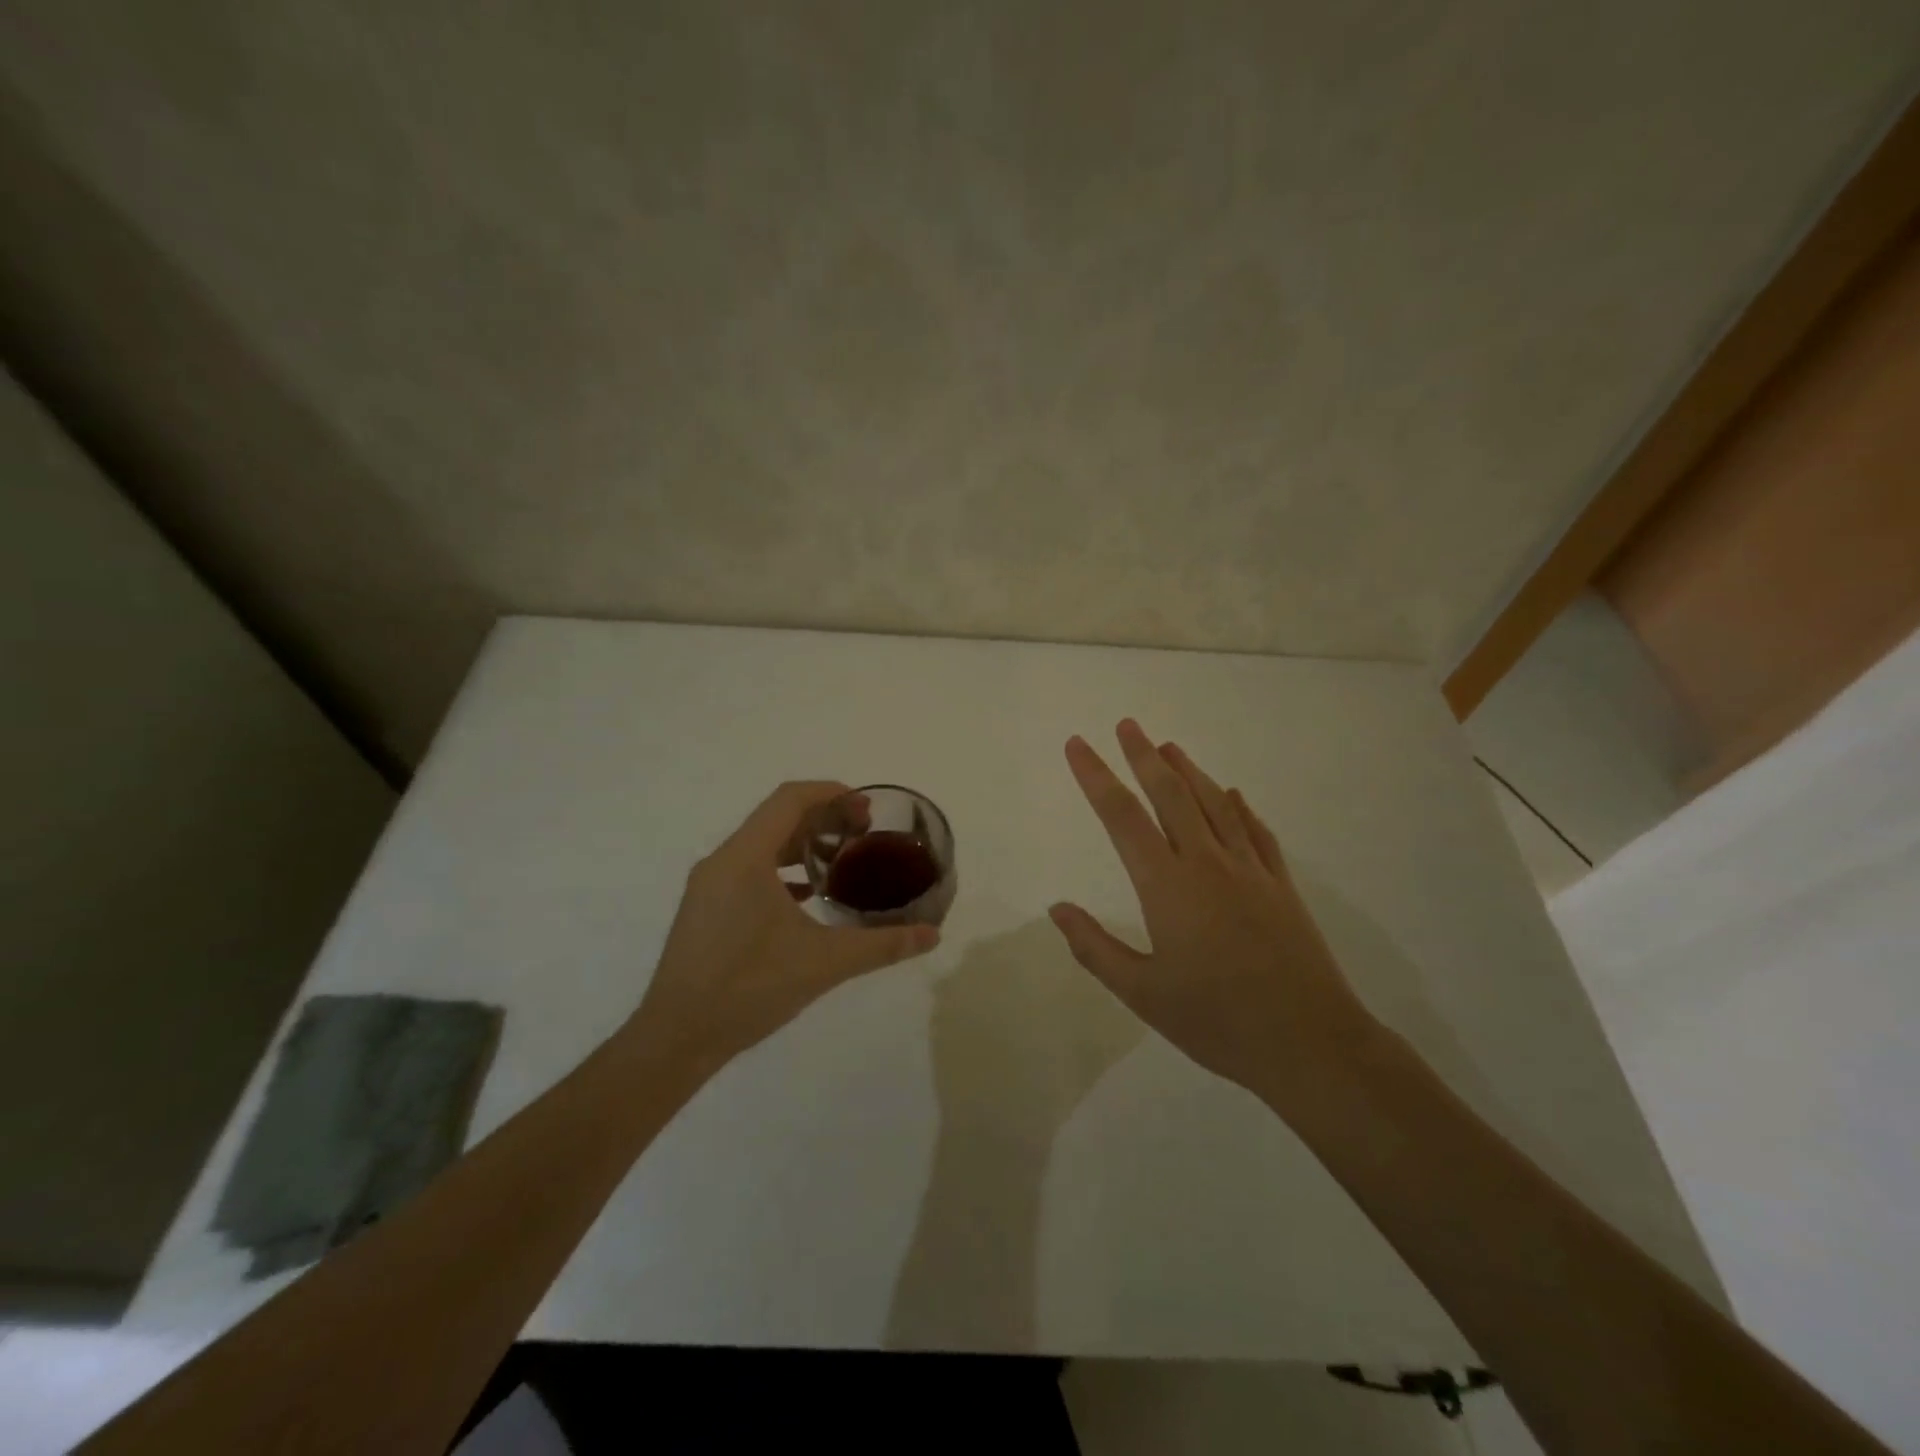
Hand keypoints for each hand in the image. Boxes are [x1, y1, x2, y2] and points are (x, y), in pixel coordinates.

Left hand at [624, 781, 940, 1077]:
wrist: (675, 1038)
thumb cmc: (748, 989)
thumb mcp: (824, 963)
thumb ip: (881, 945)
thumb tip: (933, 936)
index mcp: (745, 858)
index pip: (790, 800)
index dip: (831, 793)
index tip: (866, 808)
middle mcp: (723, 861)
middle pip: (777, 818)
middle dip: (823, 817)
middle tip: (864, 832)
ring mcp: (710, 886)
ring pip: (762, 845)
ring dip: (803, 843)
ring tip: (843, 858)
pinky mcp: (706, 909)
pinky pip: (750, 870)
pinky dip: (783, 870)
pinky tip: (810, 895)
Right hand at [1049, 721, 1376, 1104]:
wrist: (1310, 1043)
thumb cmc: (1217, 1021)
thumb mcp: (1142, 994)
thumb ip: (1095, 947)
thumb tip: (1057, 908)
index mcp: (1167, 886)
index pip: (1121, 817)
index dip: (1096, 777)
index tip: (1078, 745)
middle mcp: (1207, 863)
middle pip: (1170, 795)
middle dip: (1144, 756)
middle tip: (1127, 725)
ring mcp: (1250, 870)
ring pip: (1213, 804)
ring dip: (1188, 771)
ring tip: (1169, 746)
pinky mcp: (1280, 885)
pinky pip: (1255, 831)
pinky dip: (1239, 807)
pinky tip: (1231, 794)